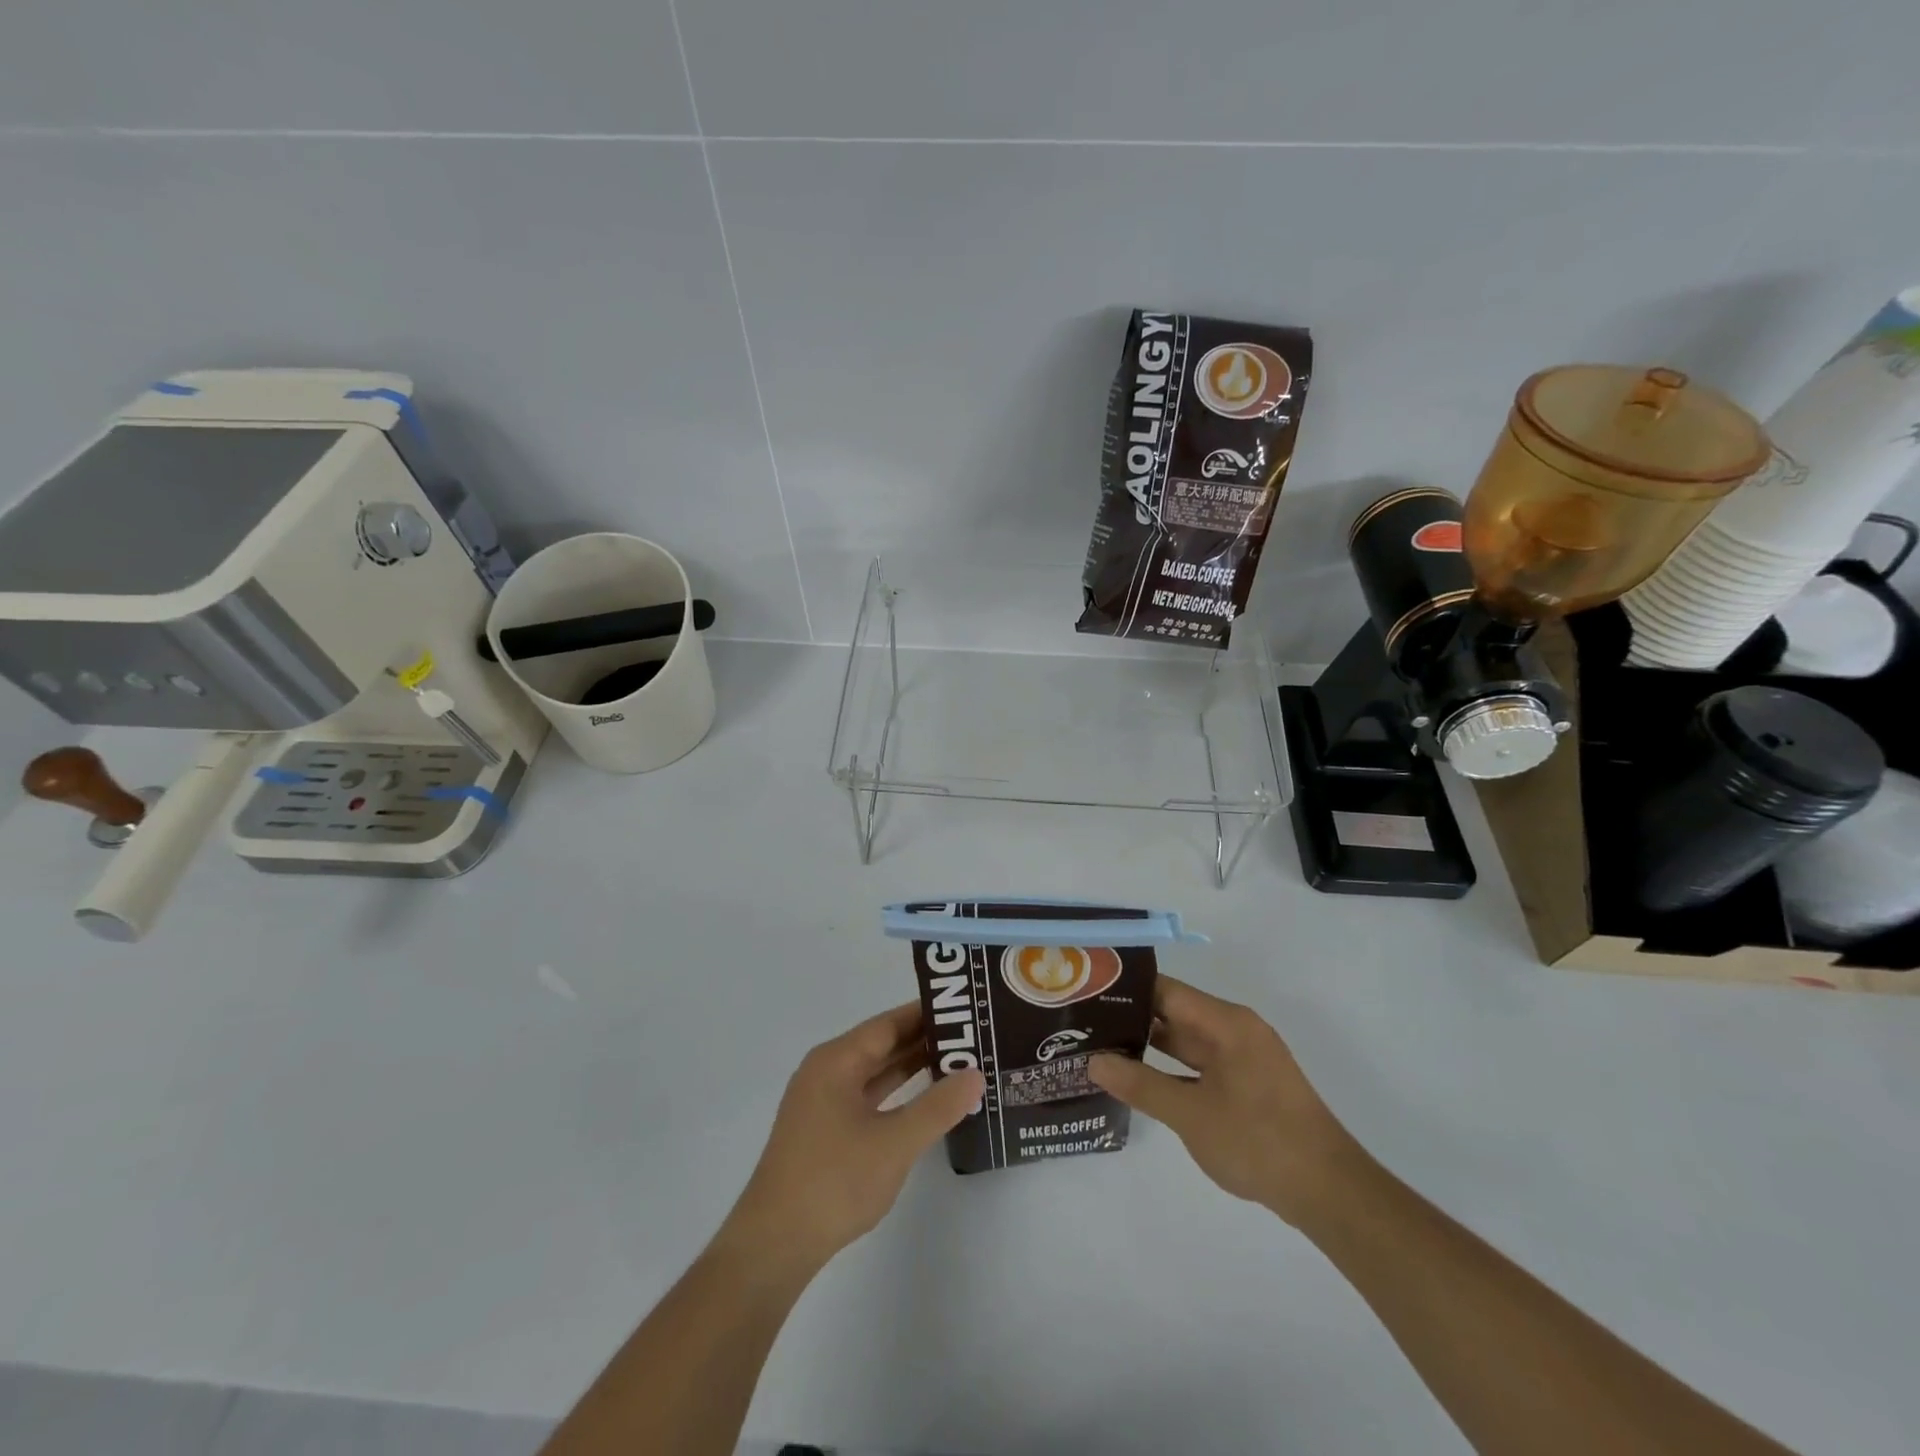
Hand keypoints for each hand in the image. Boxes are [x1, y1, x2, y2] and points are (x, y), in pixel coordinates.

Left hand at [721, 1003, 984, 1273]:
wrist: (774, 1246)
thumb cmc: (834, 1182)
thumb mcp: (894, 1143)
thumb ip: (938, 1107)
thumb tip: (975, 1074)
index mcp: (836, 1061)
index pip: (888, 1024)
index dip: (927, 1014)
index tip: (966, 1008)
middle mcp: (827, 1072)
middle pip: (882, 1044)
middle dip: (925, 1040)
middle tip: (973, 1036)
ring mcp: (824, 1103)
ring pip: (876, 1072)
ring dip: (913, 1068)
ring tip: (959, 1062)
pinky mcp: (825, 1131)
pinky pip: (869, 1097)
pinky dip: (898, 1094)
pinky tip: (926, 1101)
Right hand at [1089, 976, 1363, 1227]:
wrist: (1329, 1192)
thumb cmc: (1258, 1141)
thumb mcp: (1190, 1114)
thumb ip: (1140, 1084)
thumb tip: (1094, 1061)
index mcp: (1226, 1023)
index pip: (1166, 991)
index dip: (1126, 989)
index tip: (1087, 993)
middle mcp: (1235, 1030)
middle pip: (1175, 1013)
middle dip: (1132, 1018)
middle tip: (1084, 1023)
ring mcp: (1244, 1058)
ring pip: (1187, 1041)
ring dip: (1150, 1046)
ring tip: (1101, 1047)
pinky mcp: (1249, 1085)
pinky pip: (1201, 1064)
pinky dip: (1172, 1069)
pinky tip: (1140, 1080)